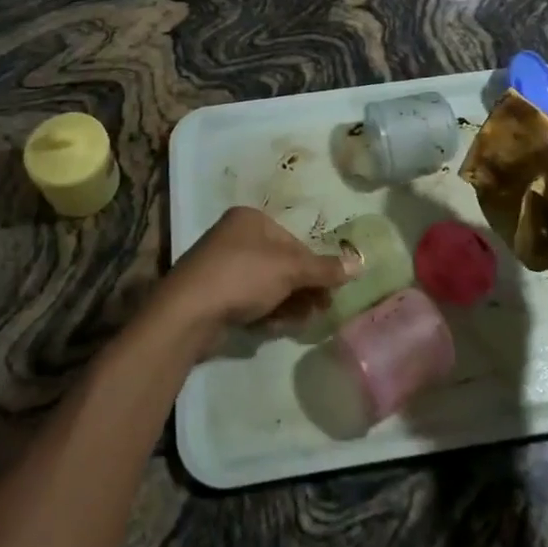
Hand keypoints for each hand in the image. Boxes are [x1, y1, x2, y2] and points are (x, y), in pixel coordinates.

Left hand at [156, 206, 354, 351]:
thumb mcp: (289, 269)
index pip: (294, 242)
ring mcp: (222, 266)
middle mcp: (235, 237)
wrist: (188, 311)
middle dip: (301, 289)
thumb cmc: (242, 276)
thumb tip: (359, 264)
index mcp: (251, 219)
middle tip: (319, 311)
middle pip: (281, 264)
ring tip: (297, 323)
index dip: (314, 268)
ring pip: (267, 284)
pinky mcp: (214, 294)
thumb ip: (324, 268)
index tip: (329, 293)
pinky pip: (248, 299)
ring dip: (286, 304)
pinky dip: (264, 311)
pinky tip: (271, 327)